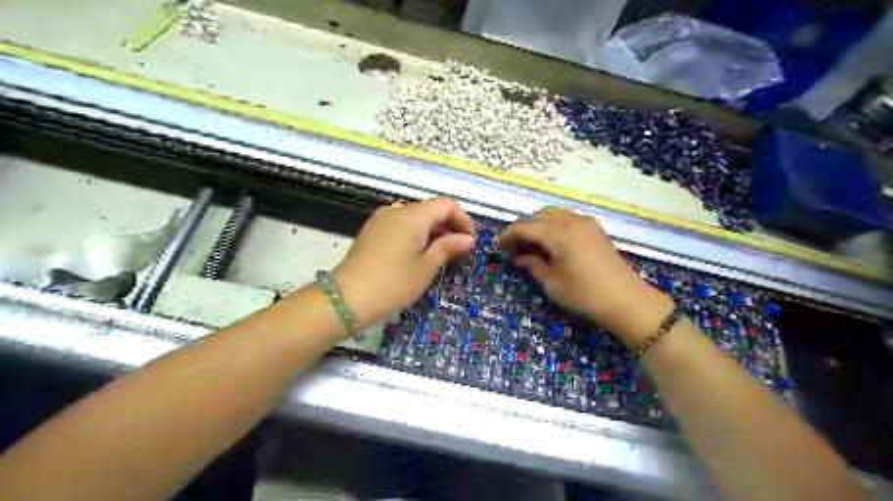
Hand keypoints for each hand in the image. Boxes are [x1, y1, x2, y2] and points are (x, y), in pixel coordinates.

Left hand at [333, 198, 473, 329]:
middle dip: (449, 227)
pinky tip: (417, 256)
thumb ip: (448, 247)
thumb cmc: (393, 282)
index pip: (447, 204)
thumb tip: (467, 239)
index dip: (463, 220)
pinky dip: (416, 235)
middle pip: (431, 209)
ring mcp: (382, 219)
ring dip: (433, 232)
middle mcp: (397, 210)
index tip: (470, 242)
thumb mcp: (426, 267)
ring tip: (439, 257)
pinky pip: (401, 225)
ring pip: (416, 218)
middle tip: (457, 253)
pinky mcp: (372, 231)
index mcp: (413, 215)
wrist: (347, 298)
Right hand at [495, 205, 669, 344]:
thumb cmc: (585, 295)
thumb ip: (532, 265)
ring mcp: (585, 223)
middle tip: (513, 247)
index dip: (508, 235)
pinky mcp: (594, 229)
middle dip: (522, 228)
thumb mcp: (552, 283)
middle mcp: (571, 221)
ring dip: (538, 225)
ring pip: (553, 214)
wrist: (627, 300)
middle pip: (538, 216)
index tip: (497, 246)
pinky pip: (567, 218)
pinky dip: (553, 225)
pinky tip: (550, 243)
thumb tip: (518, 257)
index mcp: (558, 234)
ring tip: (530, 245)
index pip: (525, 226)